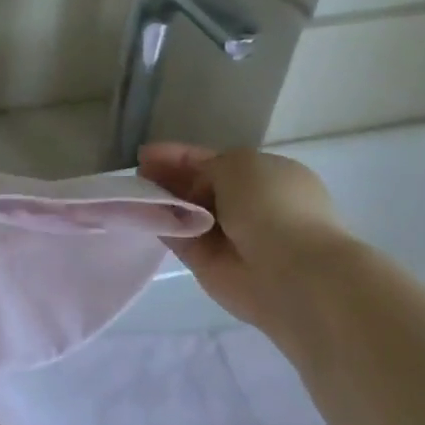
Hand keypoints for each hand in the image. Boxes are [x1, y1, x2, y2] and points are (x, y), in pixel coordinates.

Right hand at [137, 143, 347, 329]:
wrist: (291, 271)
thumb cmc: (272, 204)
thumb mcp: (239, 163)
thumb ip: (206, 166)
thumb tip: (190, 186)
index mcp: (268, 176)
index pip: (217, 161)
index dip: (181, 156)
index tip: (147, 153)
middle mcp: (250, 205)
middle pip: (199, 187)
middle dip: (169, 177)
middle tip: (138, 172)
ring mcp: (230, 237)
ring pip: (187, 213)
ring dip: (162, 201)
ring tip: (133, 189)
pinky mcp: (210, 265)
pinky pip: (180, 239)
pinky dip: (161, 226)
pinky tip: (139, 213)